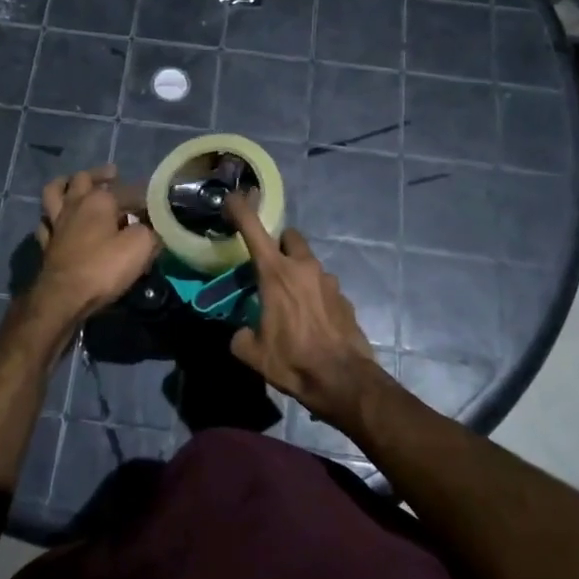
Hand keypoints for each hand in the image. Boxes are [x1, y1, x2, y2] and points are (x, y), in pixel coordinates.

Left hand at [33, 166, 161, 323]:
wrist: (64, 297)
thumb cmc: (104, 267)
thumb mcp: (141, 247)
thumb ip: (150, 230)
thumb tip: (152, 226)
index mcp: (98, 200)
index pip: (125, 189)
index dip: (141, 194)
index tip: (154, 202)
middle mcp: (74, 204)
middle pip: (82, 179)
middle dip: (99, 175)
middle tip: (112, 175)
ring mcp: (56, 223)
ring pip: (54, 193)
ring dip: (65, 185)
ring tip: (74, 185)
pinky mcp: (46, 243)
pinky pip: (46, 222)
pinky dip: (52, 217)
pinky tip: (58, 221)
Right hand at [224, 194, 388, 431]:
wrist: (344, 381)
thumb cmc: (293, 361)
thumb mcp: (253, 353)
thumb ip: (241, 336)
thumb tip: (242, 333)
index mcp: (276, 274)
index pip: (253, 229)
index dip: (241, 209)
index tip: (233, 197)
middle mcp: (304, 268)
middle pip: (290, 237)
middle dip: (279, 244)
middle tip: (269, 266)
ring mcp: (329, 281)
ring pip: (309, 263)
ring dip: (298, 273)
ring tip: (290, 303)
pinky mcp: (345, 298)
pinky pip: (324, 287)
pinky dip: (314, 296)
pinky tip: (311, 322)